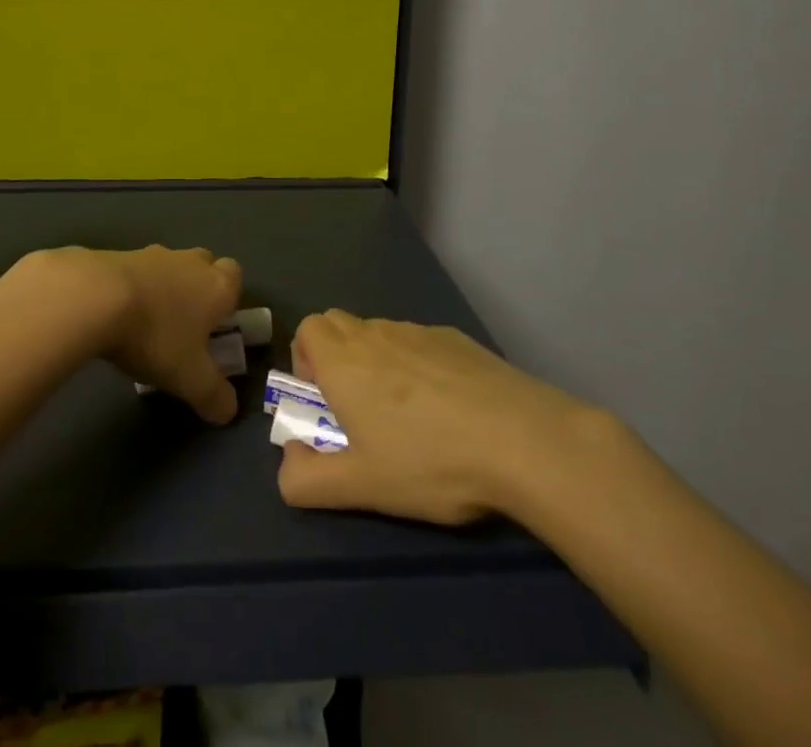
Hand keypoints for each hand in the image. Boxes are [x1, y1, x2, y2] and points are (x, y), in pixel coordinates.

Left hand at [32, 245, 242, 423]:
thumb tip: (228, 411)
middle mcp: (189, 262)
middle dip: (198, 288)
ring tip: (148, 323)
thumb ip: (214, 396)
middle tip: (185, 323)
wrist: (96, 297)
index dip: (229, 297)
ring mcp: (152, 254)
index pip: (235, 275)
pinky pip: (135, 271)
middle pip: (203, 264)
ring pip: (168, 266)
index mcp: (215, 285)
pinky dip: (133, 288)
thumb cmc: (156, 336)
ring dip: (164, 287)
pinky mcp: (118, 255)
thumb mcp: (190, 379)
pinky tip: (118, 314)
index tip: (216, 324)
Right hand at [277, 311, 605, 525]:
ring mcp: (419, 332)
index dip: (305, 359)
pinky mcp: (458, 339)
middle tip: (357, 408)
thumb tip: (289, 461)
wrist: (521, 439)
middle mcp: (375, 334)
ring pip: (381, 334)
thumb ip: (306, 480)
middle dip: (336, 356)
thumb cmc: (430, 462)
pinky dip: (419, 365)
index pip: (307, 329)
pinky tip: (450, 410)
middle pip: (339, 324)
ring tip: (408, 416)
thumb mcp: (361, 487)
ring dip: (378, 361)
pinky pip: (421, 343)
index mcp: (344, 360)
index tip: (324, 401)